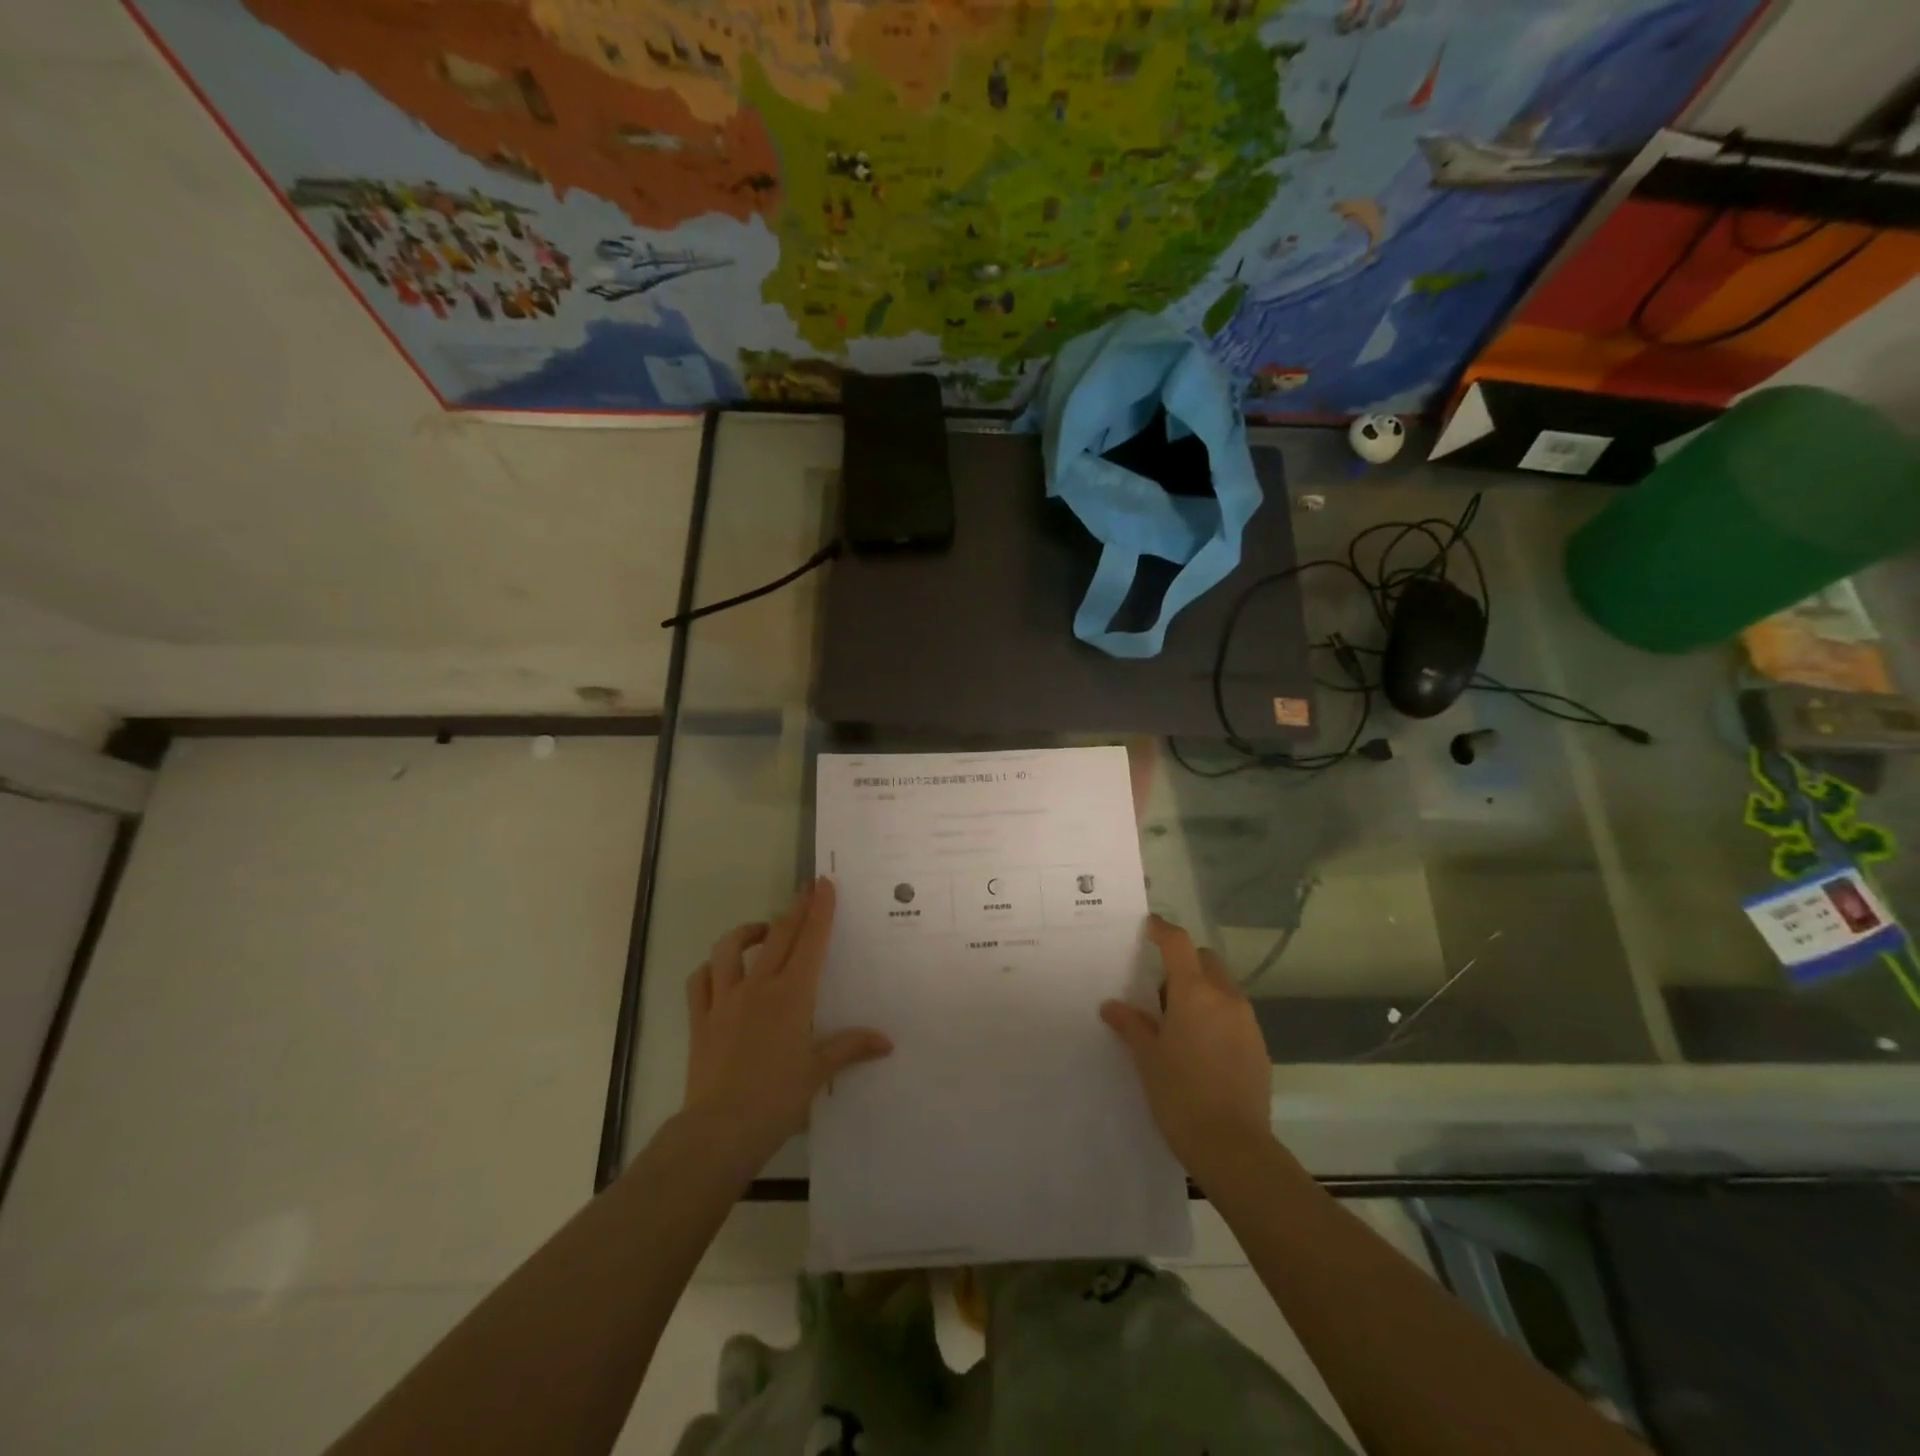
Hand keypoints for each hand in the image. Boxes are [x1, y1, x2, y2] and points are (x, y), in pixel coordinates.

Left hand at [683, 878, 892, 1167]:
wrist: (720, 1130)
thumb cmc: (777, 1099)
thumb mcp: (818, 1073)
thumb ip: (850, 1048)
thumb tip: (886, 1042)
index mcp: (791, 995)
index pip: (810, 942)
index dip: (819, 910)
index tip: (824, 884)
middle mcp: (758, 987)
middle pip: (778, 935)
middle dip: (795, 909)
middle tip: (805, 890)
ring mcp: (725, 1000)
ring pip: (730, 949)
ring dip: (748, 932)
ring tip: (762, 930)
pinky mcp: (701, 1019)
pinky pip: (700, 982)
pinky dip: (710, 969)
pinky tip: (720, 971)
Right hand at [1101, 915, 1272, 1177]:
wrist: (1233, 1147)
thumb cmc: (1180, 1095)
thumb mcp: (1147, 1058)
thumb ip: (1131, 1024)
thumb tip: (1111, 1006)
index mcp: (1194, 992)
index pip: (1178, 942)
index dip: (1161, 930)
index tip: (1147, 927)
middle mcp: (1225, 997)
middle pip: (1204, 959)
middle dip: (1183, 962)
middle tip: (1159, 991)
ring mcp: (1247, 1021)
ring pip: (1222, 987)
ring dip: (1201, 990)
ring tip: (1178, 1023)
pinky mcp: (1259, 1046)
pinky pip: (1234, 1014)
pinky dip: (1216, 1015)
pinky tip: (1200, 1047)